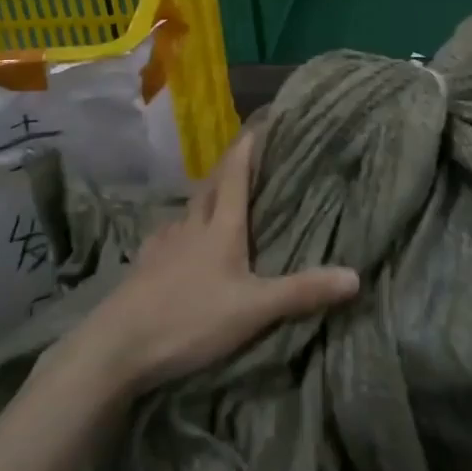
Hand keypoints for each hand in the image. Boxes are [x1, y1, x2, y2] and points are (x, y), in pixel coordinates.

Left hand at [67, 133, 360, 391]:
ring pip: (187, 211)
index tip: (259, 123)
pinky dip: (180, 228)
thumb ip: (302, 292)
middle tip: (244, 155)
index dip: (248, 149)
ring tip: (217, 196)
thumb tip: (356, 276)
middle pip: (211, 188)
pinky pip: (167, 235)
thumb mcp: (254, 309)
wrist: (115, 347)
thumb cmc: (189, 319)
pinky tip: (178, 238)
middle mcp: (191, 227)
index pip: (236, 177)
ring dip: (204, 196)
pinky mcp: (143, 267)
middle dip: (228, 168)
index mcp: (220, 229)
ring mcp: (162, 246)